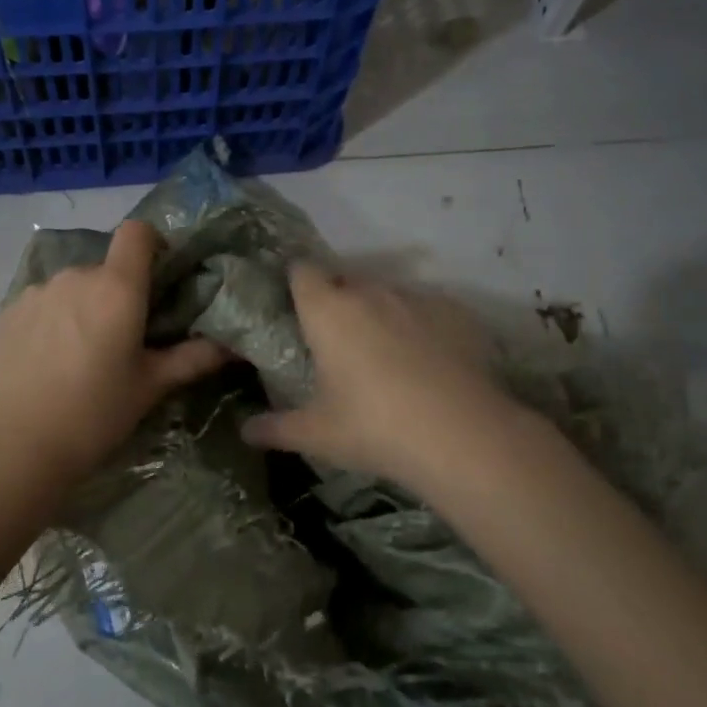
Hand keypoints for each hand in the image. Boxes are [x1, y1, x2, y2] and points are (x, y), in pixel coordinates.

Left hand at [0, 219, 230, 491]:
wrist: (16, 447)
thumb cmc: (95, 414)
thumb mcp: (150, 387)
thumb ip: (192, 358)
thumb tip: (232, 346)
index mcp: (116, 287)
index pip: (137, 232)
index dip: (152, 244)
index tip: (158, 277)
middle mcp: (76, 276)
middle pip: (105, 268)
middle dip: (118, 292)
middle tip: (122, 337)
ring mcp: (37, 292)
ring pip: (72, 287)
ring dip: (83, 306)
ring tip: (81, 353)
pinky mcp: (7, 312)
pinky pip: (42, 304)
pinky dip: (52, 320)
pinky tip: (47, 360)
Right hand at [241, 263, 527, 492]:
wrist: (461, 435)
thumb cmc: (373, 427)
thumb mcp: (317, 434)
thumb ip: (276, 428)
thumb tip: (245, 430)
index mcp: (328, 311)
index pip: (302, 271)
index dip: (296, 282)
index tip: (295, 305)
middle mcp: (370, 292)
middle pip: (345, 281)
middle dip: (338, 301)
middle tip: (336, 341)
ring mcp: (417, 298)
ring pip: (388, 294)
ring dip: (380, 313)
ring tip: (386, 354)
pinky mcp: (456, 312)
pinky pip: (427, 310)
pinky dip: (421, 326)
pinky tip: (429, 362)